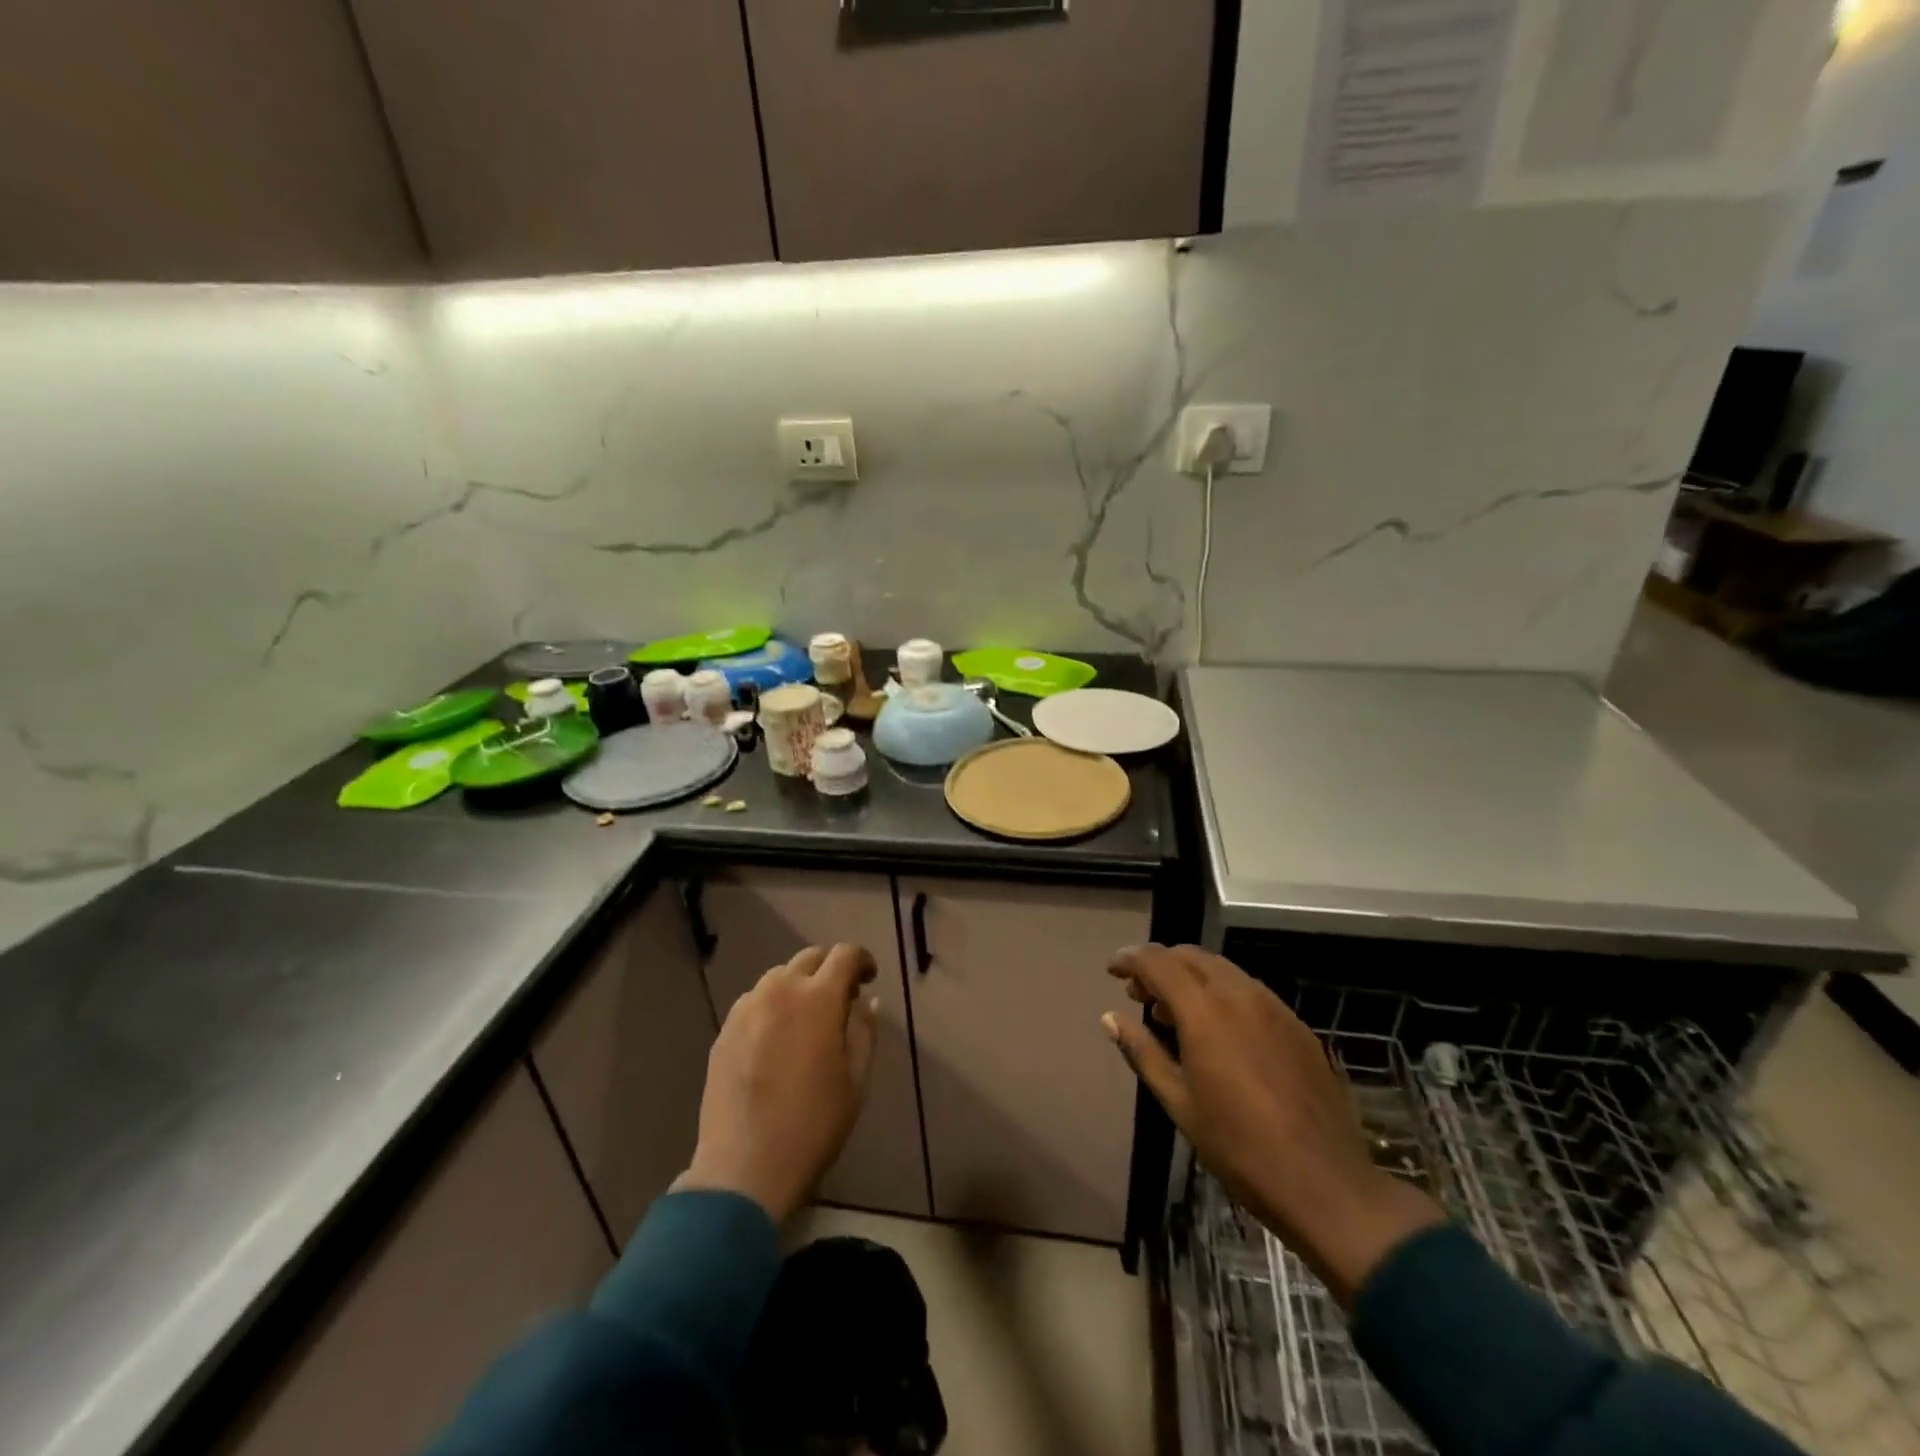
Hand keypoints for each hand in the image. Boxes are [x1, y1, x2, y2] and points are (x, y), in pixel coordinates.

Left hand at [676, 943, 879, 1222]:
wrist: (744, 1169)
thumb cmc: (813, 1125)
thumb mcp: (855, 1081)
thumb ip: (864, 1032)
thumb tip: (867, 1002)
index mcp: (818, 999)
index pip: (845, 955)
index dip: (862, 960)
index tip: (869, 979)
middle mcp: (780, 991)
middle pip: (809, 958)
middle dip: (829, 969)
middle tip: (841, 999)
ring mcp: (746, 1009)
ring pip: (778, 977)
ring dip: (799, 986)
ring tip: (806, 1020)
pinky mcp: (724, 1031)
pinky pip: (754, 1002)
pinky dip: (772, 1006)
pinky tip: (776, 1040)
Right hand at [1104, 944, 1442, 1305]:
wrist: (1327, 1185)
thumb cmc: (1239, 1148)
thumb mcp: (1179, 1103)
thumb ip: (1142, 1051)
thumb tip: (1110, 1018)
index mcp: (1205, 1011)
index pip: (1158, 961)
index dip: (1130, 959)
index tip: (1112, 971)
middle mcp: (1239, 995)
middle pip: (1190, 956)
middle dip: (1159, 965)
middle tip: (1139, 994)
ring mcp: (1274, 1007)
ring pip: (1221, 970)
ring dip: (1190, 977)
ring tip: (1173, 1013)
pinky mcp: (1297, 1025)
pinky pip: (1249, 990)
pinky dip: (1221, 993)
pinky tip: (1217, 1030)